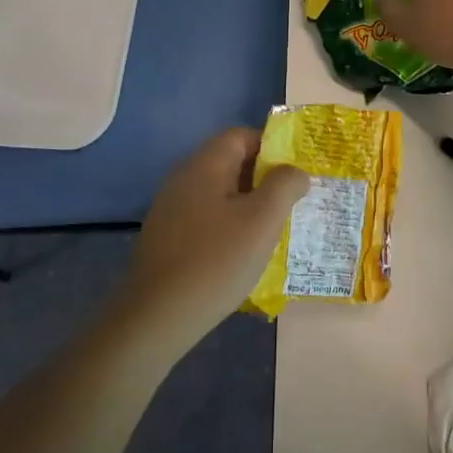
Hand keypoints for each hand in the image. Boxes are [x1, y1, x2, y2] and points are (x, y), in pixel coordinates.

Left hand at [118, 129, 309, 353]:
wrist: (157, 316)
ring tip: (269, 231)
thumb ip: (285, 185)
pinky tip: (239, 253)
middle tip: (288, 205)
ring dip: (246, 205)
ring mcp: (170, 206)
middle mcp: (184, 176)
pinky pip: (205, 216)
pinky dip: (226, 225)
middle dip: (262, 179)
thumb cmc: (217, 260)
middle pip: (230, 162)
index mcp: (205, 163)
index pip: (242, 136)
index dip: (272, 149)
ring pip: (219, 192)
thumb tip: (295, 171)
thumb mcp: (263, 219)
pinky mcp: (165, 234)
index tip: (294, 176)